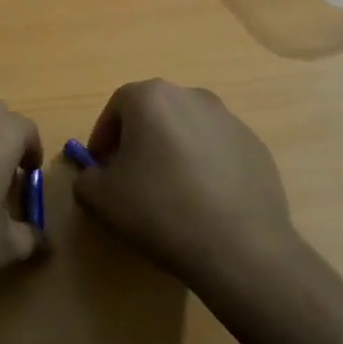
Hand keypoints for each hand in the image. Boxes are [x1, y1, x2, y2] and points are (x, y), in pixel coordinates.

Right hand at [72, 79, 296, 289]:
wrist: (240, 247)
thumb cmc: (160, 211)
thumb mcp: (100, 199)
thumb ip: (86, 178)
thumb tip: (96, 175)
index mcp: (151, 97)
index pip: (116, 107)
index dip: (103, 137)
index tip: (101, 168)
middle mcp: (192, 96)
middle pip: (155, 113)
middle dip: (139, 141)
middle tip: (132, 179)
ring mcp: (229, 120)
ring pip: (188, 130)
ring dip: (174, 152)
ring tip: (171, 193)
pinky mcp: (256, 147)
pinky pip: (218, 151)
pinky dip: (206, 167)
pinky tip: (205, 203)